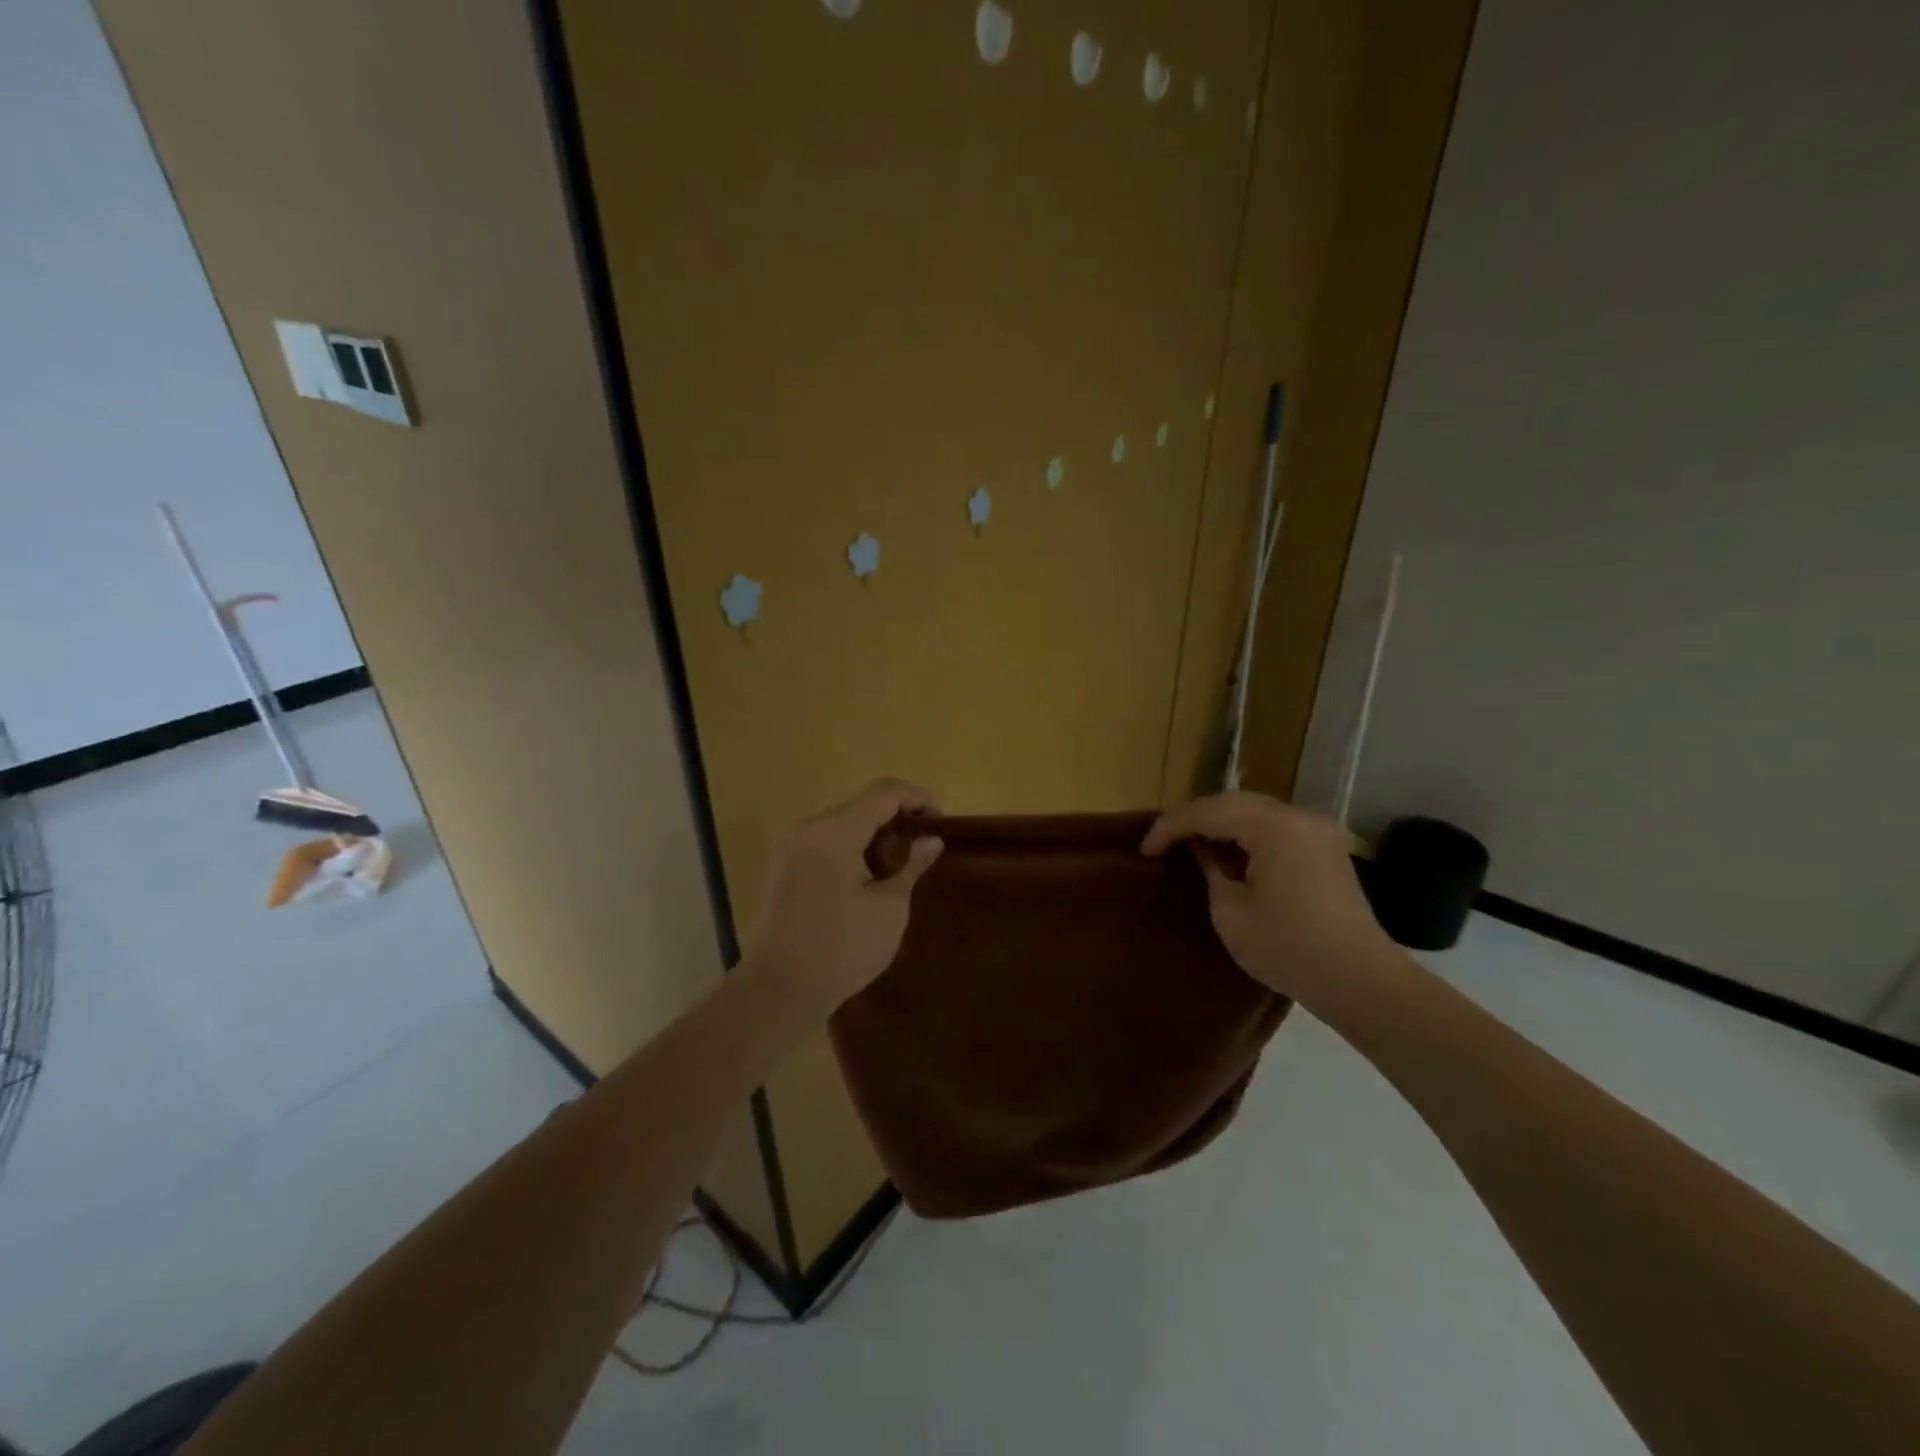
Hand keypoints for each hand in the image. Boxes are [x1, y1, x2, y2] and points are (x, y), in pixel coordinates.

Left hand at [742, 779, 943, 1014]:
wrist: (778, 991)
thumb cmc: (840, 949)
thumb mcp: (889, 909)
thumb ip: (911, 866)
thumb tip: (930, 841)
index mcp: (835, 832)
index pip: (884, 793)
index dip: (918, 798)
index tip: (941, 822)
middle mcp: (809, 830)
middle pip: (861, 806)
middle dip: (897, 819)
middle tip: (924, 849)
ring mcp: (792, 850)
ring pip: (843, 825)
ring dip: (875, 836)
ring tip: (900, 868)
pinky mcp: (785, 871)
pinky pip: (826, 845)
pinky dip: (852, 850)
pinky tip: (868, 882)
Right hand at [1142, 792, 1390, 1007]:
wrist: (1361, 981)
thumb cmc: (1289, 948)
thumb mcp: (1231, 912)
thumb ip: (1211, 870)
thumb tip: (1204, 852)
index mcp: (1274, 826)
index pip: (1208, 812)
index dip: (1171, 827)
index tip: (1145, 849)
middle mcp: (1299, 816)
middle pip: (1234, 803)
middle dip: (1195, 819)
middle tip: (1165, 842)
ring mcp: (1319, 831)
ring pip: (1256, 812)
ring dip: (1222, 825)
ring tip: (1192, 846)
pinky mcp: (1327, 850)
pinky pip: (1277, 828)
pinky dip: (1248, 835)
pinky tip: (1232, 855)